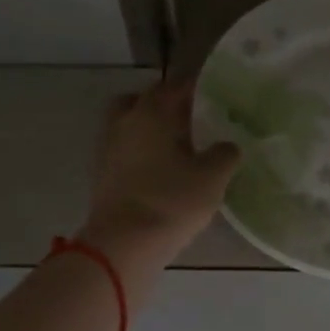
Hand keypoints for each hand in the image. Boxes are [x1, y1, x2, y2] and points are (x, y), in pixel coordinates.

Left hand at [79, 80, 239, 276]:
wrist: (122, 244)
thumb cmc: (171, 202)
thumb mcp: (213, 178)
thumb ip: (225, 154)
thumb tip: (227, 145)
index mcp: (153, 111)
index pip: (177, 85)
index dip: (197, 87)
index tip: (216, 95)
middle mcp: (126, 120)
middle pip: (145, 99)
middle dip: (167, 104)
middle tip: (191, 119)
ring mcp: (108, 146)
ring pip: (130, 123)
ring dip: (150, 128)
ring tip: (176, 147)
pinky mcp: (102, 173)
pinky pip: (124, 149)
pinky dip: (140, 151)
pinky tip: (159, 169)